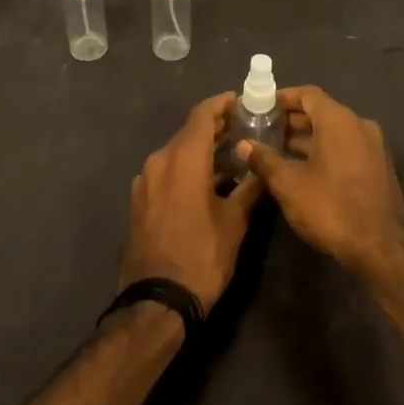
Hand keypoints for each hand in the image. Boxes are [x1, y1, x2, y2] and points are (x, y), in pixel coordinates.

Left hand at [119, 92, 265, 314]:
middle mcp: (159, 160)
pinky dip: (186, 167)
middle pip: (189, 132)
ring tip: (231, 155)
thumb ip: (250, 188)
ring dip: (201, 149)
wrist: (155, 302)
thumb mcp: (234, 223)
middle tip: (245, 128)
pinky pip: (166, 171)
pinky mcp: (139, 200)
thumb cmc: (201, 257)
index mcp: (183, 158)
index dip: (223, 103)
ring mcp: (144, 181)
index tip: (243, 102)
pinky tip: (206, 182)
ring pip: (176, 152)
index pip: (202, 114)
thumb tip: (264, 167)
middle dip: (216, 127)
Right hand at [237, 86, 403, 278]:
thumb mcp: (289, 184)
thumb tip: (243, 144)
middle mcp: (360, 125)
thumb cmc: (331, 207)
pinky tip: (304, 169)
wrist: (380, 248)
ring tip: (278, 150)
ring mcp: (373, 147)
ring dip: (307, 138)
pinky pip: (347, 147)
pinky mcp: (378, 168)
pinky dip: (325, 150)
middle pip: (321, 112)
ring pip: (334, 132)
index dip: (283, 98)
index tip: (261, 106)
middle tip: (264, 129)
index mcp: (339, 120)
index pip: (308, 94)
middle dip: (292, 120)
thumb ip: (264, 159)